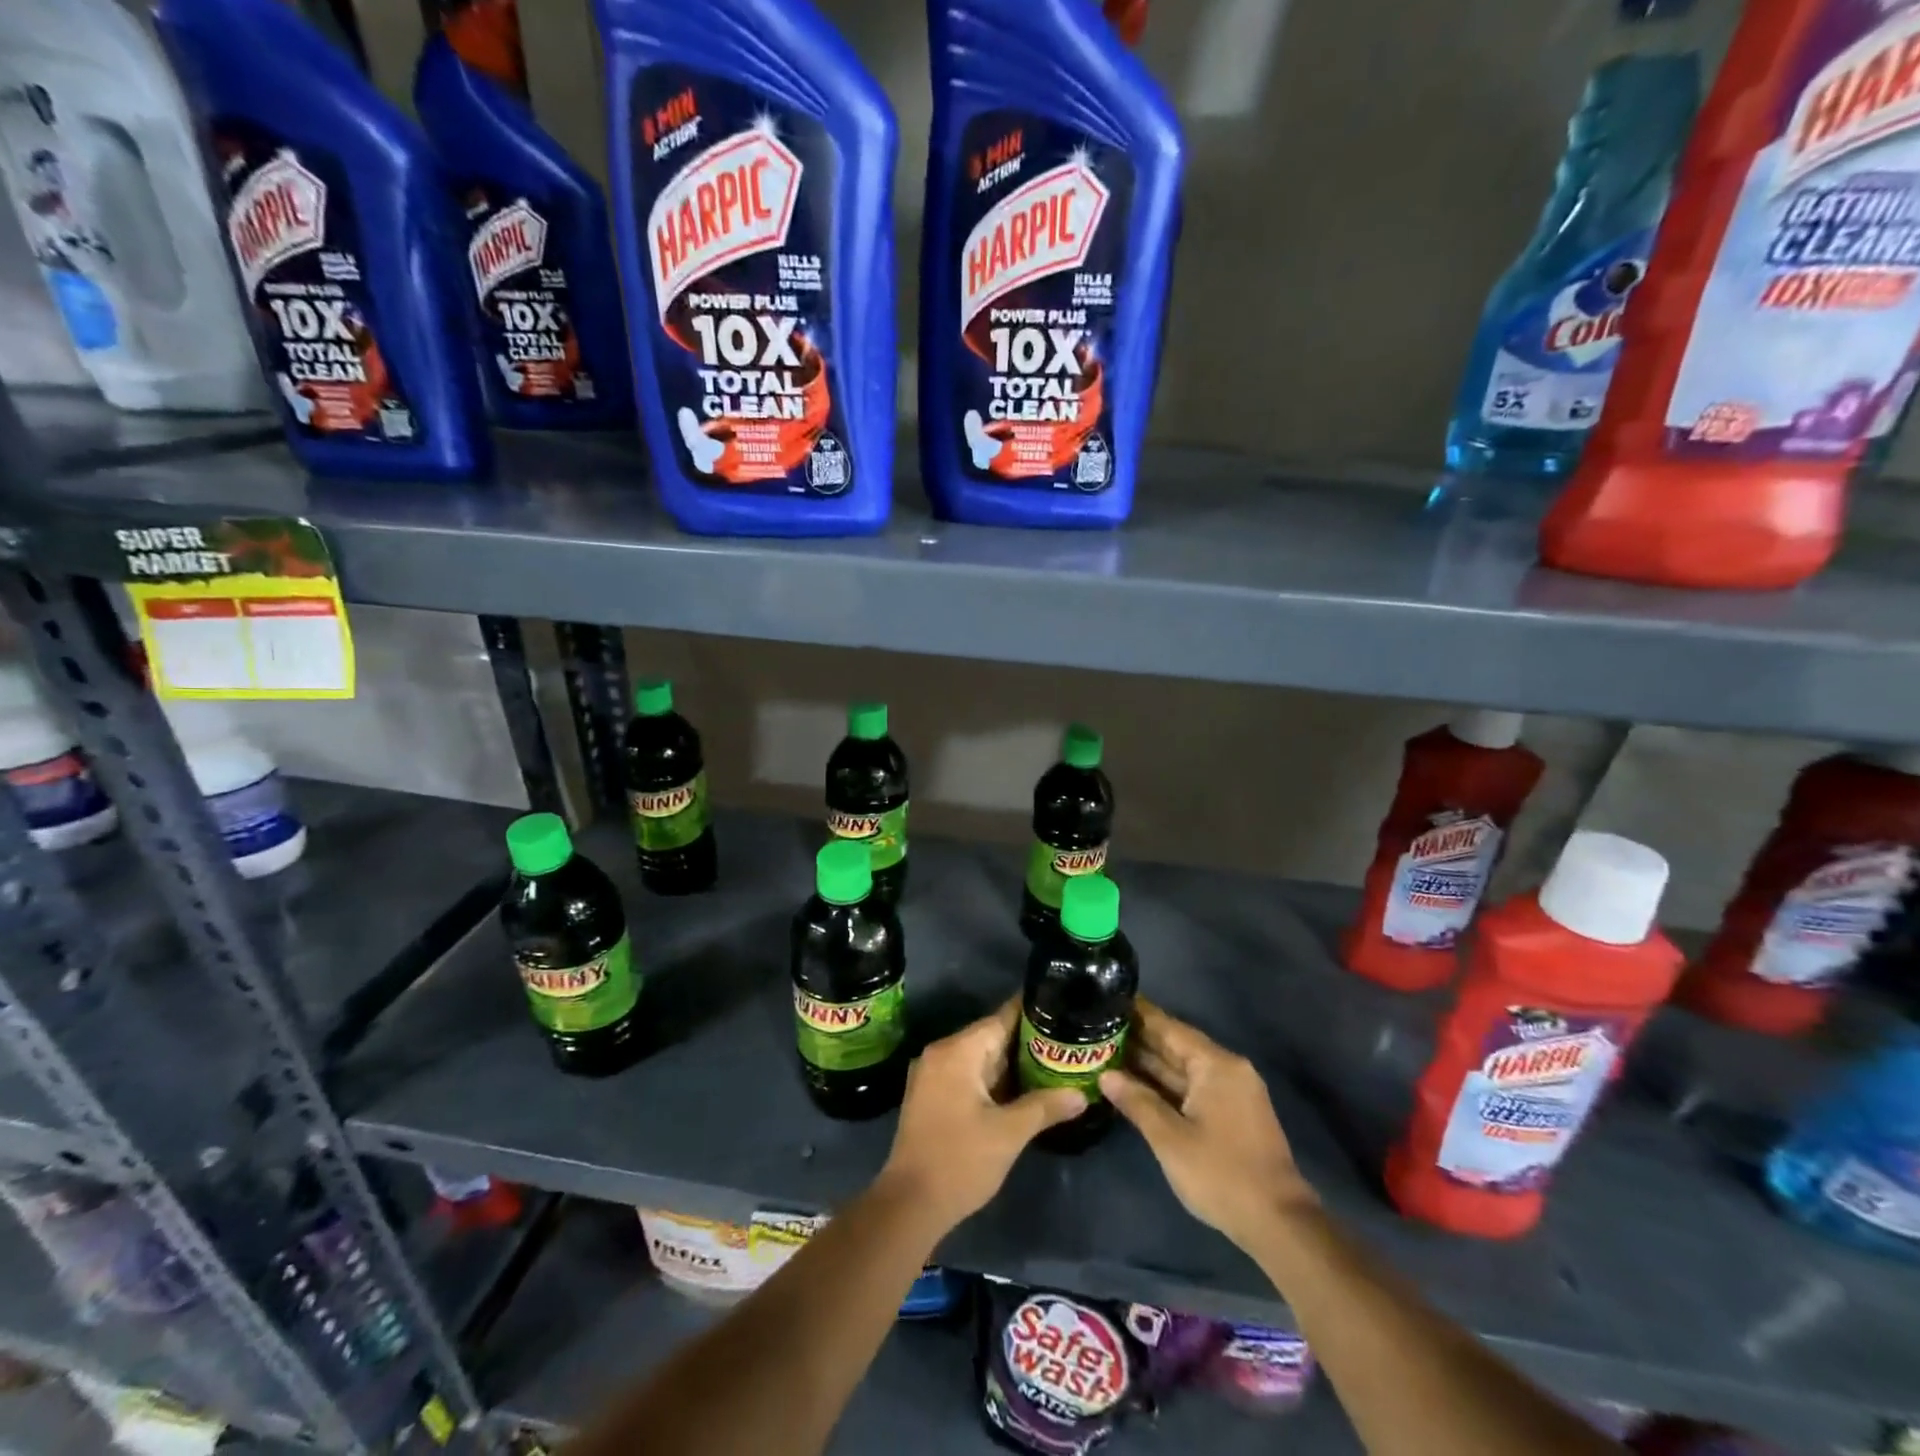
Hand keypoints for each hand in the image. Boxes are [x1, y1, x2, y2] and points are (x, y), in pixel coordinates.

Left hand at [877, 999, 1085, 1234]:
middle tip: (1065, 1042)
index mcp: (957, 1051)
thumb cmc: (960, 1161)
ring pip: (980, 1057)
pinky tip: (1021, 1089)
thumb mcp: (1009, 1134)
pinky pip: (968, 1074)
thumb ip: (1045, 1107)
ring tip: (1052, 1063)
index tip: (1061, 1008)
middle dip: (1026, 1041)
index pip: (1001, 1018)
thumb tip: (1081, 1094)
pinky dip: (993, 1079)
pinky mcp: (931, 1095)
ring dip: (1011, 1063)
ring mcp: (932, 1074)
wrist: (910, 1204)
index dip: (1032, 1013)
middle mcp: (941, 1053)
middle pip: (990, 1036)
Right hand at [1100, 1001, 1316, 1249]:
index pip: (1169, 1028)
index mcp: (1216, 1065)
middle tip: (1099, 1027)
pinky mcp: (1231, 1114)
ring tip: (1109, 1050)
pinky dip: (1166, 1084)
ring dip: (1150, 1064)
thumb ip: (1137, 1101)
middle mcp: (1227, 1069)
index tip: (1109, 1000)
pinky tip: (1137, 1084)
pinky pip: (1192, 1087)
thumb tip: (1106, 1075)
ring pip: (1183, 1069)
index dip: (1139, 1014)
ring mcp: (1232, 1092)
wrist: (1279, 1224)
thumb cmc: (1221, 1174)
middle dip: (1139, 1039)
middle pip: (1176, 1046)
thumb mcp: (1170, 1138)